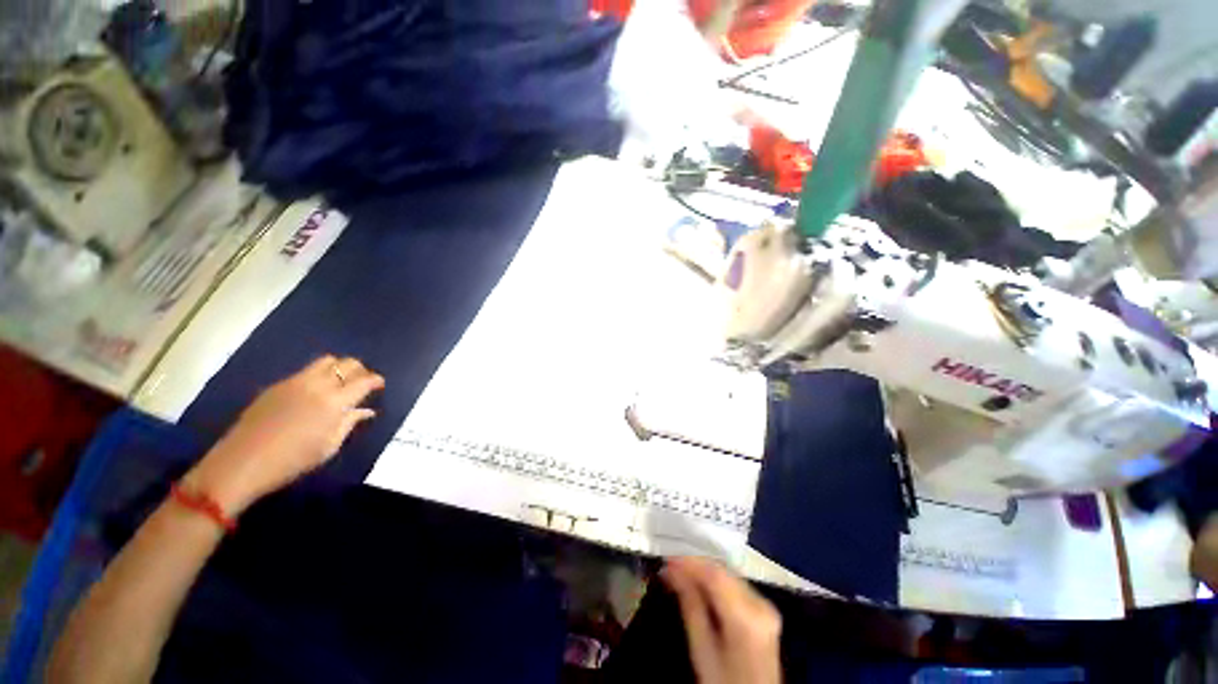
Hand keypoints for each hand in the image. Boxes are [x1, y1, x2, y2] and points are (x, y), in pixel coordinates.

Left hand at [184, 355, 384, 513]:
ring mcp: (295, 382)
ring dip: (339, 368)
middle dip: (360, 370)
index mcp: (334, 402)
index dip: (375, 380)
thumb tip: (366, 411)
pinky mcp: (277, 385)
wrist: (241, 464)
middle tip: (362, 382)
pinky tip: (315, 391)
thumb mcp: (328, 447)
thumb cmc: (291, 461)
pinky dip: (319, 375)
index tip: (379, 385)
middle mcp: (317, 385)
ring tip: (340, 382)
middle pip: (346, 364)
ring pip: (326, 361)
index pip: (363, 381)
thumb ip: (349, 424)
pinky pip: (306, 371)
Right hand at [661, 556, 780, 683]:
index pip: (715, 576)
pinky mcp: (764, 608)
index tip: (666, 558)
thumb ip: (690, 605)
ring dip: (703, 570)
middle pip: (723, 572)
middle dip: (694, 564)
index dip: (690, 562)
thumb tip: (672, 570)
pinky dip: (715, 580)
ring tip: (678, 572)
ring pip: (728, 574)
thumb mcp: (702, 650)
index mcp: (747, 618)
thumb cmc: (724, 683)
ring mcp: (766, 605)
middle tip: (668, 565)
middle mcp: (761, 604)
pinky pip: (735, 584)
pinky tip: (698, 582)